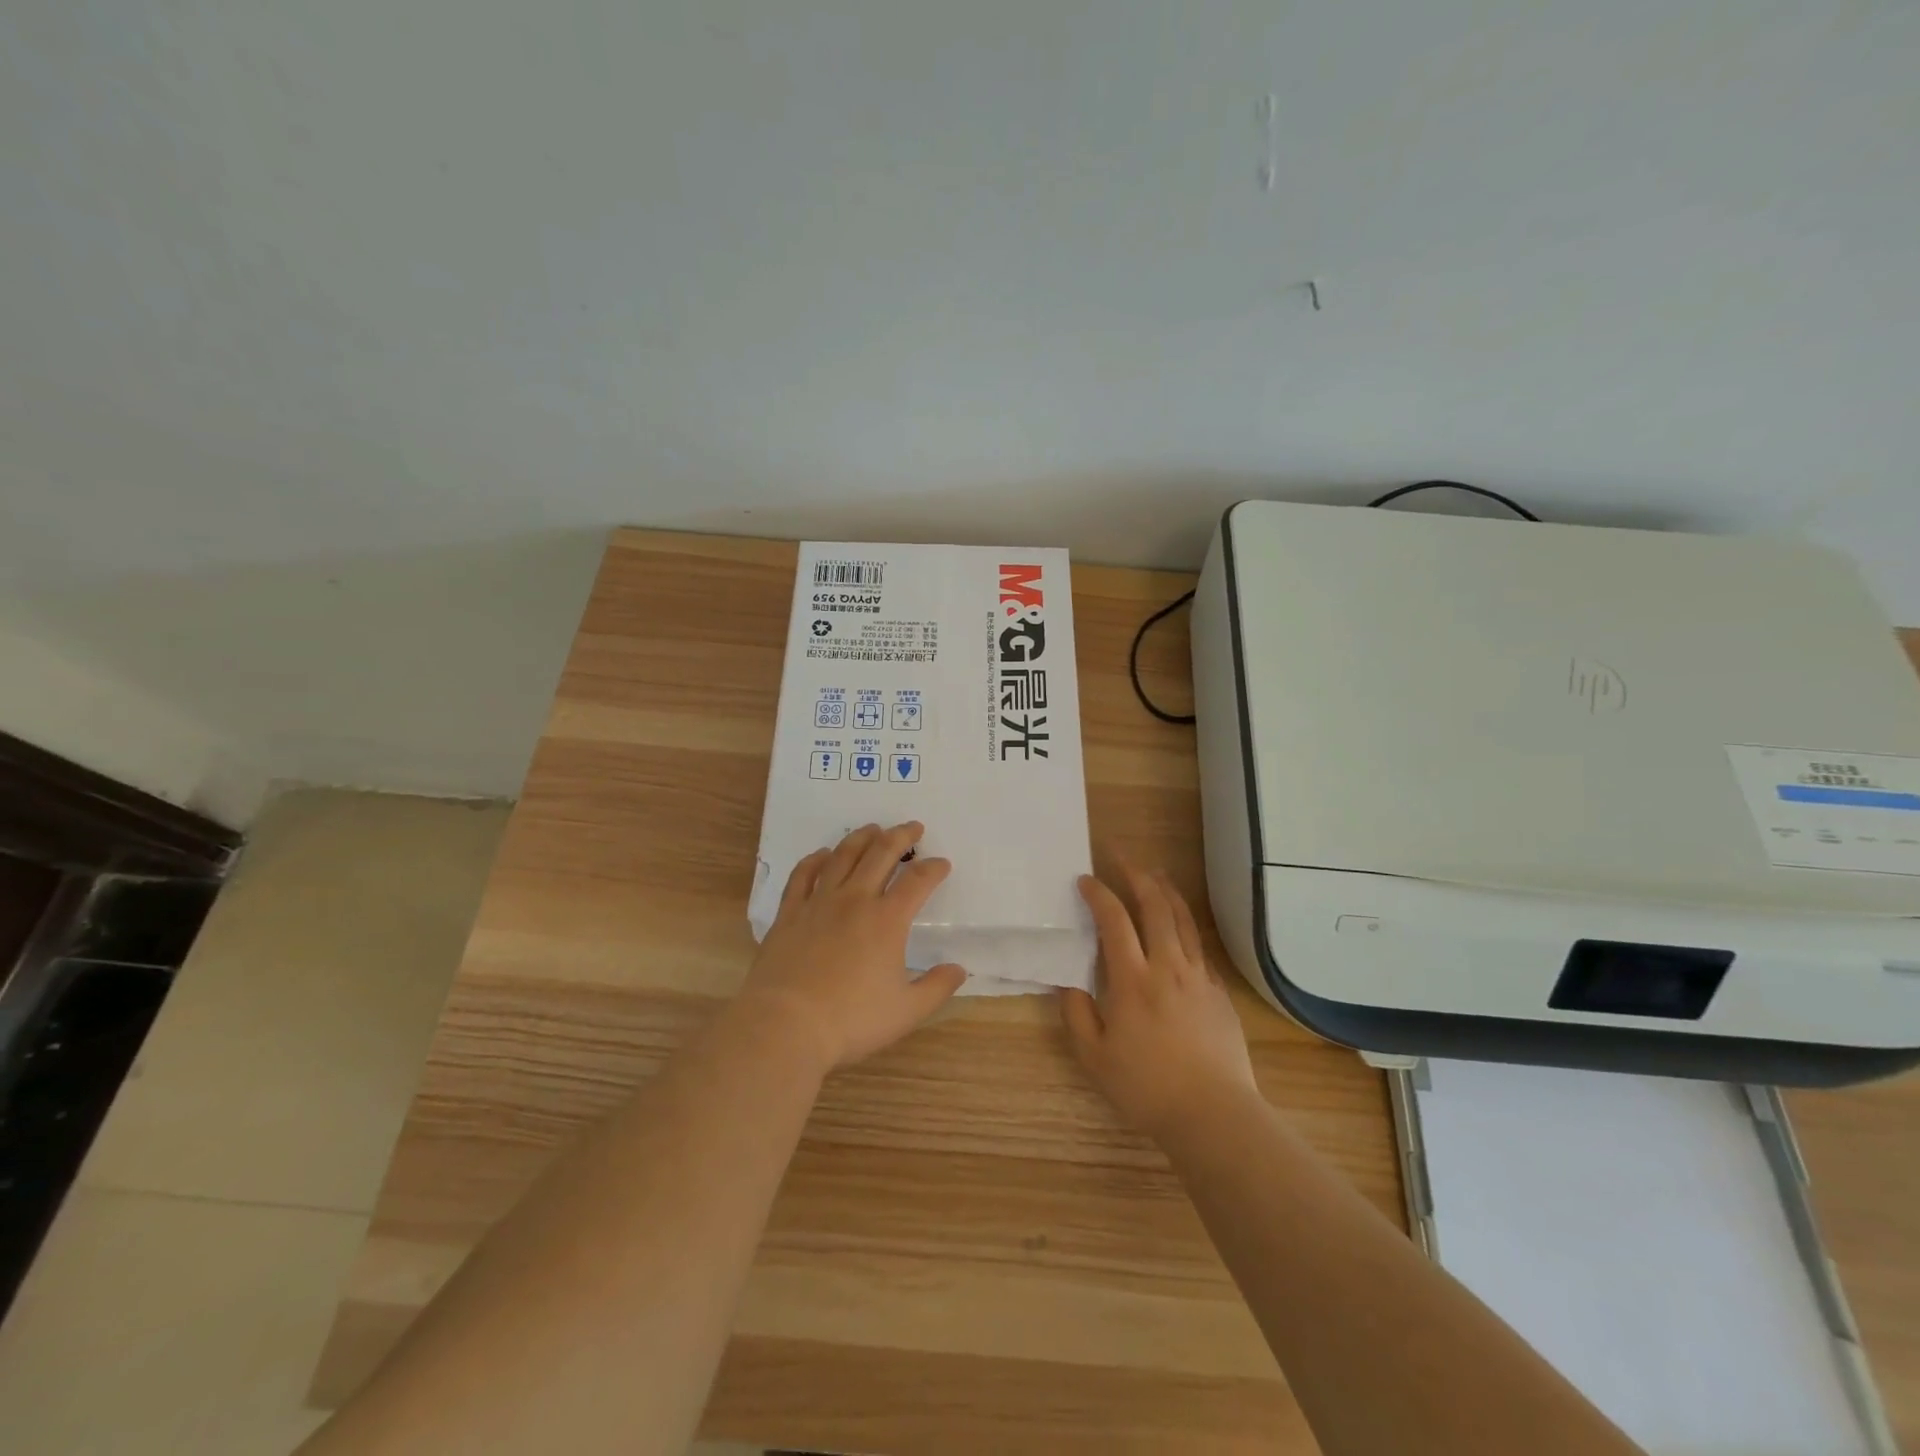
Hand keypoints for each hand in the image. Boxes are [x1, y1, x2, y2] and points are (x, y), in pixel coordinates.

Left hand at [738, 822, 965, 1072]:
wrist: (786, 1025)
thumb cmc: (851, 1020)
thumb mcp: (907, 1011)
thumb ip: (937, 987)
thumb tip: (958, 969)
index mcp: (887, 920)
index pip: (918, 881)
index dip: (934, 868)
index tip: (942, 864)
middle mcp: (855, 900)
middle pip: (881, 854)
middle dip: (901, 836)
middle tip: (913, 827)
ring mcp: (819, 903)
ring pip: (843, 856)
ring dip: (862, 837)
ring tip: (873, 828)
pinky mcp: (790, 913)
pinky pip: (803, 875)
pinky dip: (816, 859)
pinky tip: (823, 854)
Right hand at [1060, 867, 1258, 1140]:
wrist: (1213, 1114)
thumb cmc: (1146, 1087)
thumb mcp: (1094, 1057)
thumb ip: (1077, 1014)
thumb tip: (1070, 983)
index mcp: (1132, 980)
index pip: (1114, 920)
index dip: (1099, 894)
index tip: (1085, 879)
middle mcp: (1167, 967)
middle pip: (1154, 906)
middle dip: (1136, 874)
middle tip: (1121, 857)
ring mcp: (1198, 976)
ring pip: (1182, 919)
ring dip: (1165, 890)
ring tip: (1154, 873)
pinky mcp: (1218, 991)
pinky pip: (1199, 945)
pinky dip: (1185, 923)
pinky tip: (1179, 924)